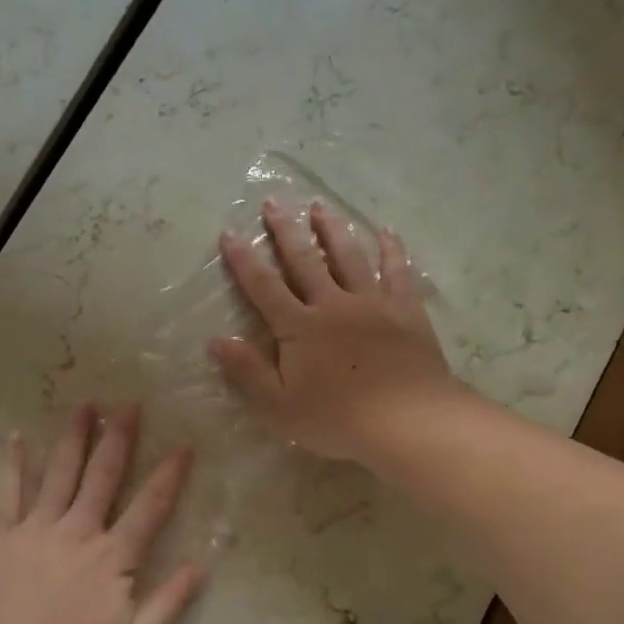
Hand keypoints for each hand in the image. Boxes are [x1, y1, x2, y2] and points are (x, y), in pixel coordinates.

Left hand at [0, 404, 204, 623]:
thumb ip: (170, 602)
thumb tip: (202, 565)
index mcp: (113, 556)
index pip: (149, 506)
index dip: (169, 474)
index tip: (183, 445)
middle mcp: (78, 532)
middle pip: (103, 476)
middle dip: (119, 438)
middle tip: (130, 405)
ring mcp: (37, 529)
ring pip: (60, 473)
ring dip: (75, 438)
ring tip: (85, 406)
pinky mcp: (3, 536)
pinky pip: (9, 492)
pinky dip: (14, 464)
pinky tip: (15, 436)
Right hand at [208, 198, 458, 461]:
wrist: (408, 421)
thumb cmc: (338, 419)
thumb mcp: (279, 406)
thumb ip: (247, 372)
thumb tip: (215, 340)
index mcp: (299, 327)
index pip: (264, 287)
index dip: (244, 260)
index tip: (229, 232)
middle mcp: (333, 305)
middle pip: (305, 261)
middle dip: (287, 231)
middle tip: (274, 202)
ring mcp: (372, 304)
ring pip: (349, 257)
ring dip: (332, 230)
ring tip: (320, 207)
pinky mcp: (405, 311)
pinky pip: (397, 273)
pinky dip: (391, 251)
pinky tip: (387, 233)